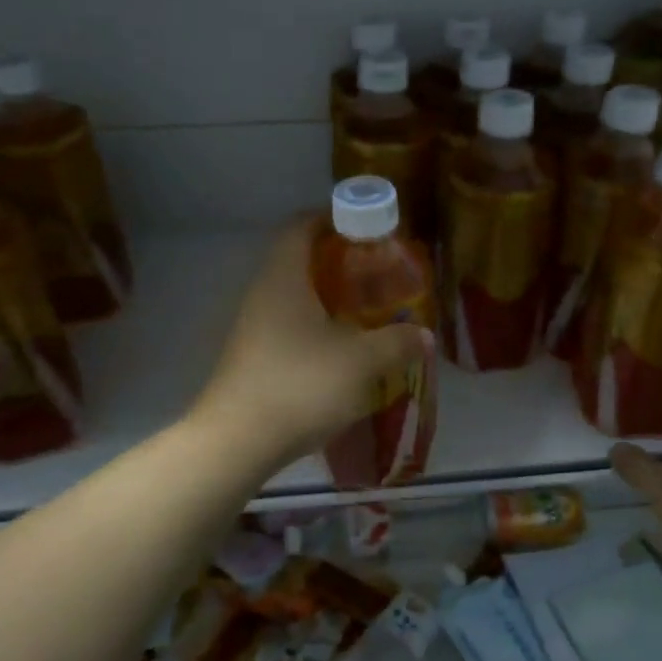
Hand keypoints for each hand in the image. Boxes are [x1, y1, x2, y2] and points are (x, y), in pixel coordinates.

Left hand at [197, 219, 433, 467]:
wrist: (238, 442)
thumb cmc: (300, 385)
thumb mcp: (360, 362)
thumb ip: (396, 344)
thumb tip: (424, 336)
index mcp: (284, 279)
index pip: (301, 227)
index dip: (331, 218)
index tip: (364, 225)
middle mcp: (263, 295)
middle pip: (299, 261)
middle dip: (338, 262)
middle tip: (376, 272)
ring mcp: (254, 328)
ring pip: (294, 298)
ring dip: (328, 298)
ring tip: (366, 312)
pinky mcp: (254, 358)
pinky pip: (289, 327)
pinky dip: (317, 327)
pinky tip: (342, 351)